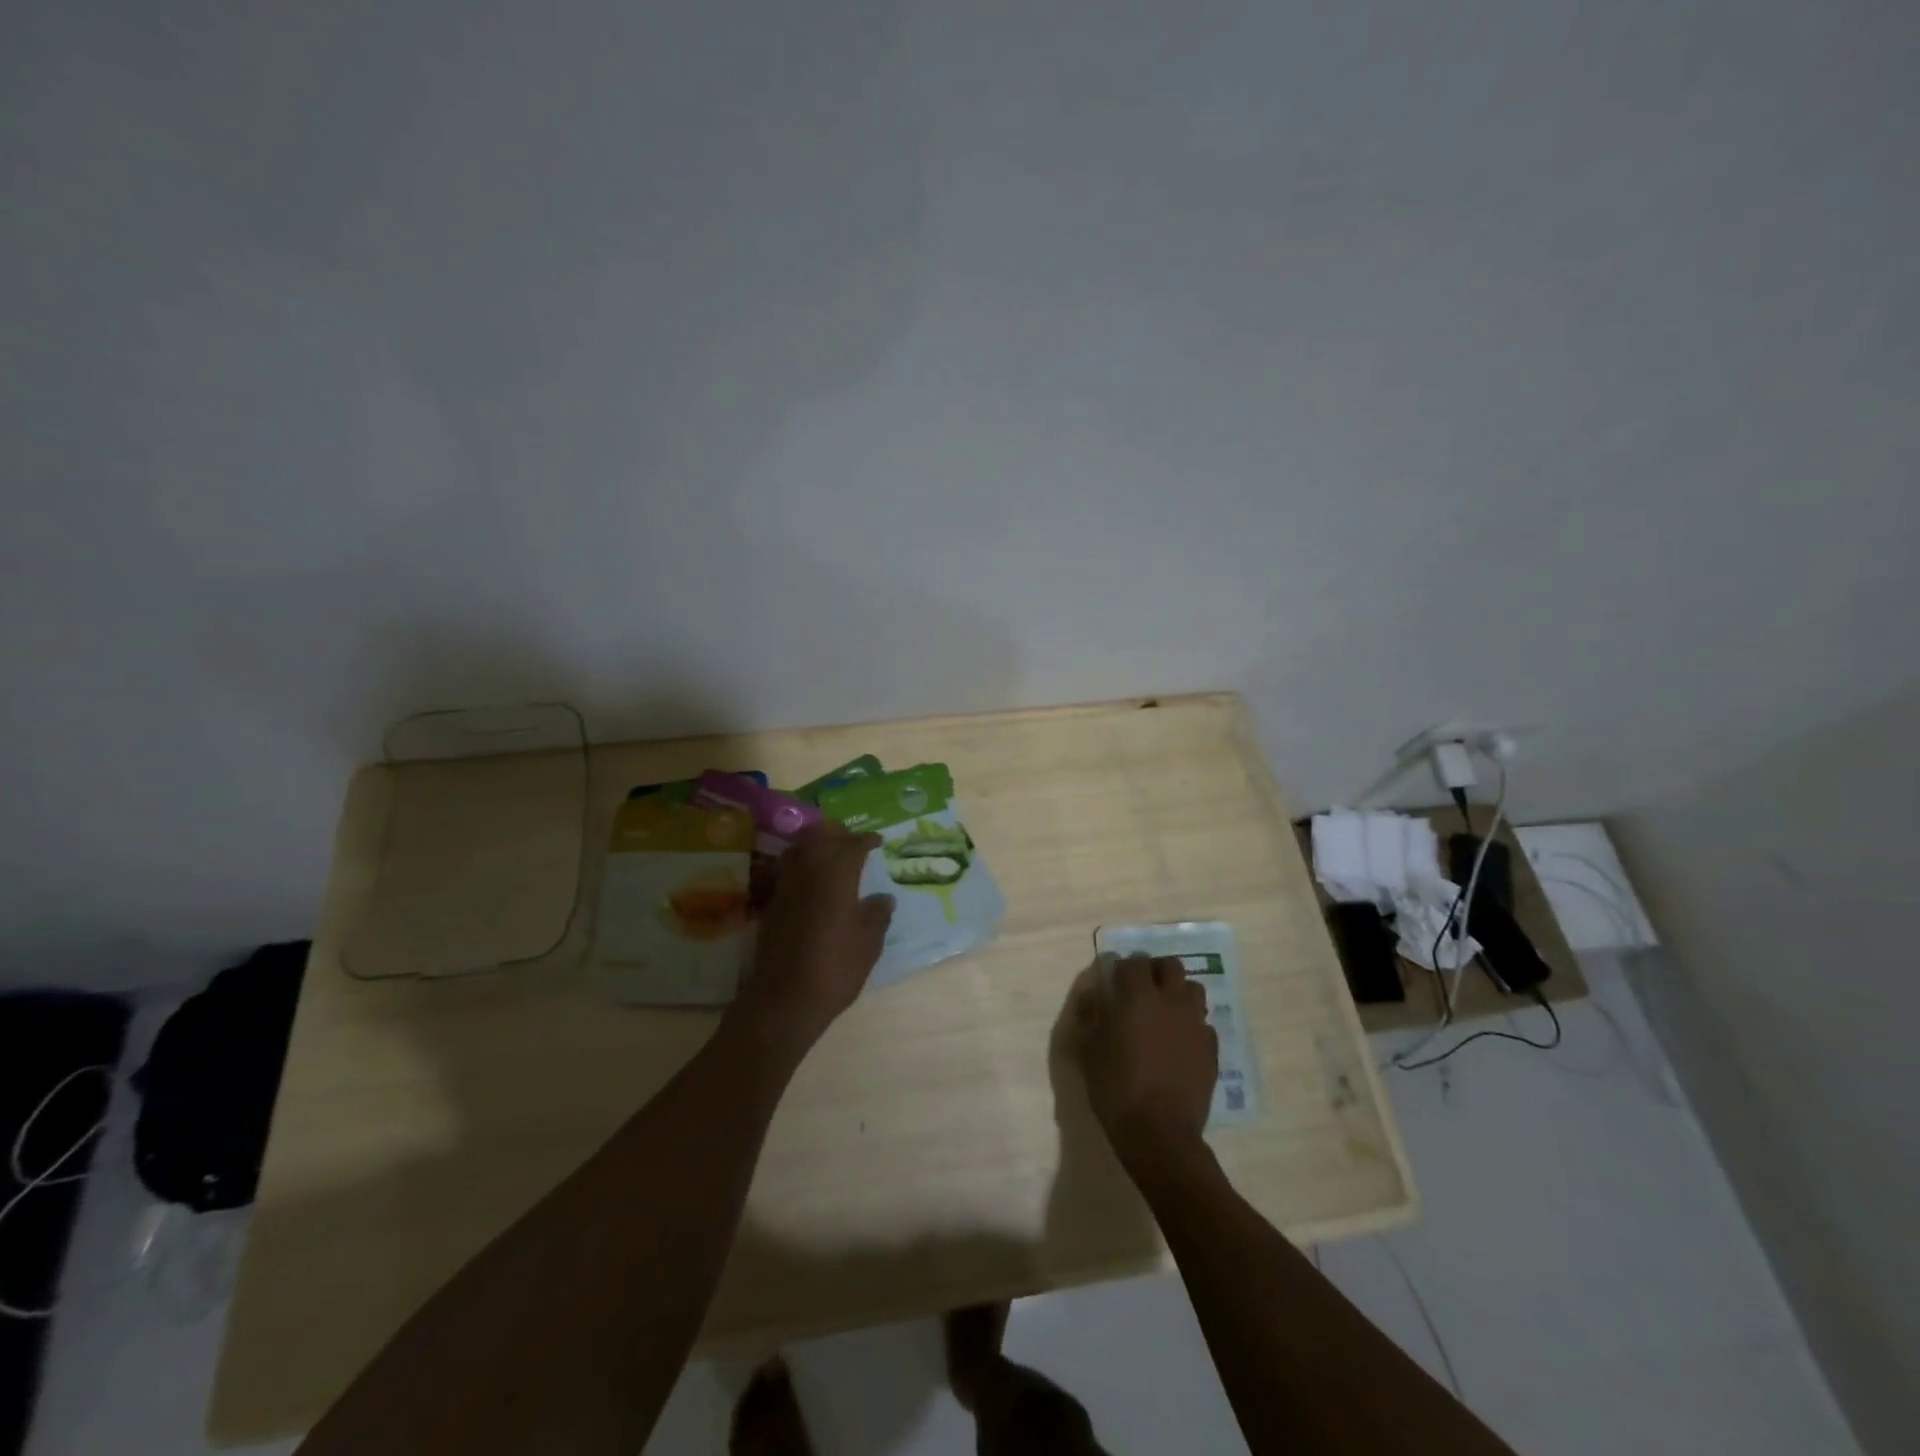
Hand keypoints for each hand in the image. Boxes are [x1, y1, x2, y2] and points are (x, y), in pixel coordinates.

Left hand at [729, 823, 893, 1054]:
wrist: (786, 997)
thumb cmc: (836, 966)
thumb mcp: (869, 942)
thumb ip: (877, 913)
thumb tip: (884, 898)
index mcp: (837, 872)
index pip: (853, 844)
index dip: (867, 840)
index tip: (878, 841)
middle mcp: (808, 869)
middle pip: (822, 837)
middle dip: (839, 835)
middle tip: (855, 843)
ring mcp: (785, 884)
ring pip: (800, 849)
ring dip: (816, 846)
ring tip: (832, 856)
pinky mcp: (771, 902)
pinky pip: (788, 869)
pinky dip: (801, 865)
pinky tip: (812, 881)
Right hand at [1070, 954, 1218, 1167]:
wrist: (1159, 1133)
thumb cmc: (1116, 1087)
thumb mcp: (1088, 1050)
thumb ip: (1091, 1015)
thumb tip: (1095, 994)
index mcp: (1138, 997)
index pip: (1134, 962)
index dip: (1124, 966)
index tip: (1116, 979)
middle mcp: (1171, 1001)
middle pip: (1171, 966)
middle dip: (1156, 971)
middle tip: (1143, 988)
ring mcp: (1195, 1024)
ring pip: (1194, 990)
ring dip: (1179, 994)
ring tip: (1166, 1013)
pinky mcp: (1212, 1049)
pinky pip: (1203, 1024)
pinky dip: (1191, 1025)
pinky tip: (1180, 1044)